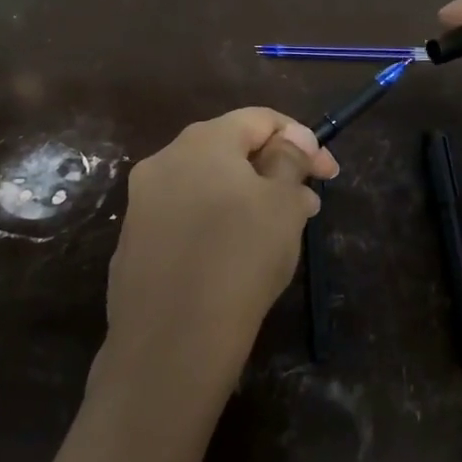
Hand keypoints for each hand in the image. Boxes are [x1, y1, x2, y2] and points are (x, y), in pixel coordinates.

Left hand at [98, 108, 339, 421]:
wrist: (171, 342)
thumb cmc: (240, 259)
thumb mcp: (283, 204)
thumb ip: (290, 161)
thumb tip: (290, 140)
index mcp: (201, 142)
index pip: (258, 119)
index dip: (301, 139)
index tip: (327, 174)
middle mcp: (163, 162)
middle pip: (229, 150)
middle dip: (274, 171)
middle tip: (308, 204)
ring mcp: (141, 204)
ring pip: (207, 186)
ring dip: (247, 198)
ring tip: (279, 233)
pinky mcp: (134, 243)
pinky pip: (185, 218)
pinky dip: (216, 224)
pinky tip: (235, 258)